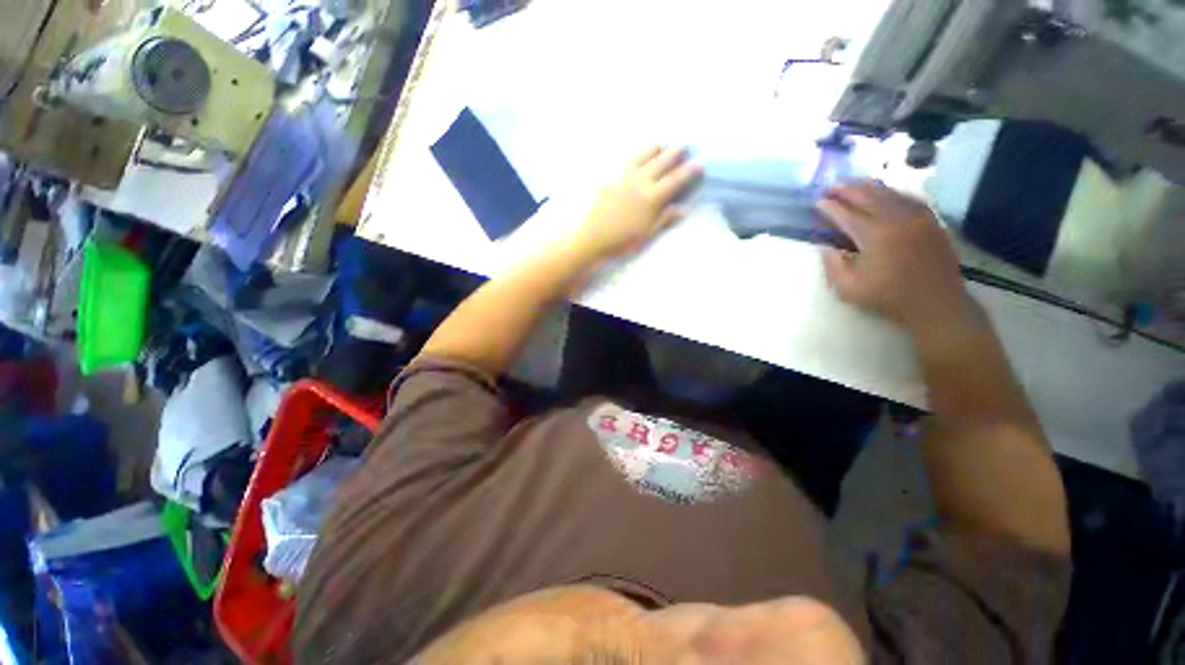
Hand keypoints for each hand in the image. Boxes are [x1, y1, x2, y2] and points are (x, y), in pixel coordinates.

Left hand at [571, 145, 702, 259]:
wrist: (594, 237)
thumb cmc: (623, 241)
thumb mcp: (647, 234)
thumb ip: (665, 219)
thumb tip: (683, 209)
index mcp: (652, 198)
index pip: (675, 180)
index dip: (689, 171)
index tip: (699, 163)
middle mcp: (641, 182)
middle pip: (661, 162)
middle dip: (675, 152)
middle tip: (684, 144)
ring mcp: (625, 178)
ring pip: (643, 156)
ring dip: (655, 149)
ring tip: (661, 143)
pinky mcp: (612, 179)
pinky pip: (627, 161)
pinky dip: (637, 156)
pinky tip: (638, 156)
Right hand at [816, 182, 980, 334]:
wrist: (936, 303)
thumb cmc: (888, 297)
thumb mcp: (849, 288)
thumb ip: (833, 264)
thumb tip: (825, 245)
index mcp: (875, 235)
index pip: (846, 214)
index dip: (830, 207)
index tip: (817, 201)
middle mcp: (897, 219)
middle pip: (868, 196)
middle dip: (847, 189)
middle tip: (831, 186)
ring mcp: (918, 217)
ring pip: (889, 193)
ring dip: (868, 187)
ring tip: (853, 184)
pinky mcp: (931, 221)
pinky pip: (909, 198)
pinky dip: (892, 192)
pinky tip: (884, 192)